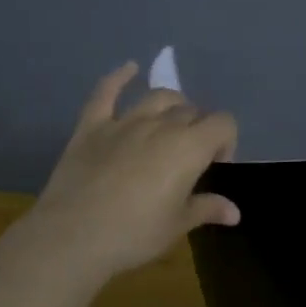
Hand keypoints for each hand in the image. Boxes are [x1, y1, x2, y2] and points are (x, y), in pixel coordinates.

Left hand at [25, 63, 239, 279]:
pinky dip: (119, 77)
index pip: (223, 124)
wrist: (72, 237)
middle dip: (199, 129)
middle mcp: (161, 125)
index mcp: (189, 148)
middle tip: (191, 158)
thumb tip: (233, 211)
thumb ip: (206, 209)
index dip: (226, 142)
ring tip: (171, 124)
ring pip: (158, 97)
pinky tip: (129, 69)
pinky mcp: (92, 126)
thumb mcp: (177, 225)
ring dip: (172, 105)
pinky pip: (106, 92)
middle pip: (192, 111)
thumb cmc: (134, 234)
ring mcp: (124, 122)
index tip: (215, 167)